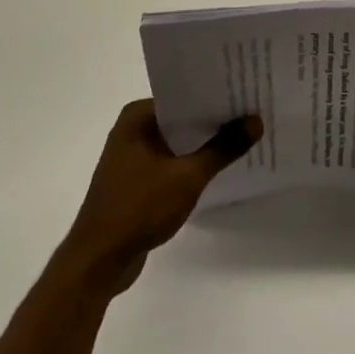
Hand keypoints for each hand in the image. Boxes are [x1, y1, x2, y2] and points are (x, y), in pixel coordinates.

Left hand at [57, 99, 261, 297]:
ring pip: (178, 141)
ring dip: (204, 144)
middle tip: (253, 113)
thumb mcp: (188, 176)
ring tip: (244, 137)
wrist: (99, 261)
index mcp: (138, 116)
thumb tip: (256, 121)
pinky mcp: (136, 181)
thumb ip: (223, 148)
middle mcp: (132, 129)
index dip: (216, 94)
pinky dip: (192, 163)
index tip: (247, 92)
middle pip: (183, 117)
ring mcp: (132, 156)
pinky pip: (171, 162)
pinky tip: (219, 167)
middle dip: (214, 119)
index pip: (184, 95)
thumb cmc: (139, 208)